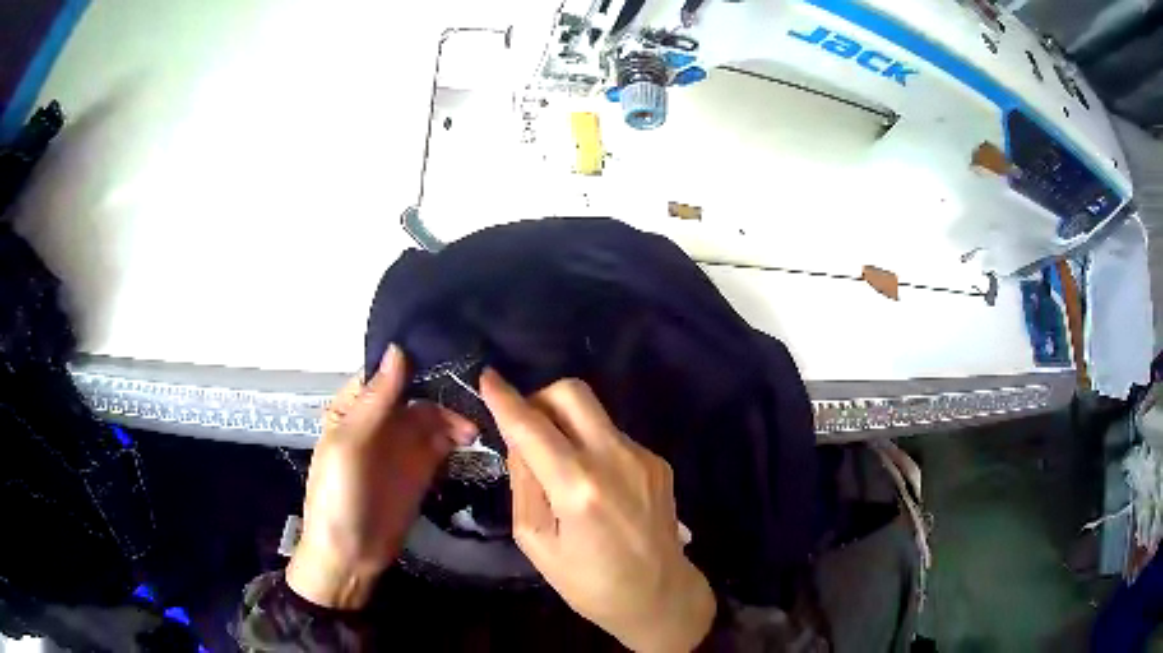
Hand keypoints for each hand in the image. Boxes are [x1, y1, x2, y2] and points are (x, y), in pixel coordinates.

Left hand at [286, 345, 475, 609]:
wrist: (352, 554)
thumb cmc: (339, 495)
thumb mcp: (350, 444)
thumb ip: (376, 400)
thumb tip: (399, 349)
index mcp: (355, 407)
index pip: (386, 370)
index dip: (414, 356)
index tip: (451, 342)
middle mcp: (381, 419)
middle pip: (416, 389)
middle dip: (443, 383)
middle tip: (478, 381)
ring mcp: (403, 444)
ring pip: (434, 414)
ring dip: (455, 411)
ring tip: (479, 416)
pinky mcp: (423, 467)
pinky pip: (444, 441)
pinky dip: (460, 434)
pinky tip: (476, 434)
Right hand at [481, 371, 715, 651]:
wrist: (660, 596)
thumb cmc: (590, 583)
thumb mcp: (538, 543)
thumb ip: (525, 485)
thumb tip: (520, 442)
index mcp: (579, 489)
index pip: (532, 428)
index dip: (505, 399)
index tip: (488, 377)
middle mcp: (616, 460)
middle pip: (572, 393)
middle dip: (540, 399)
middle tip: (528, 431)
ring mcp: (643, 457)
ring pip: (593, 412)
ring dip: (566, 425)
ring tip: (562, 471)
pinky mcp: (658, 462)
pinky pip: (612, 436)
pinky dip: (591, 446)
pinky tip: (594, 485)